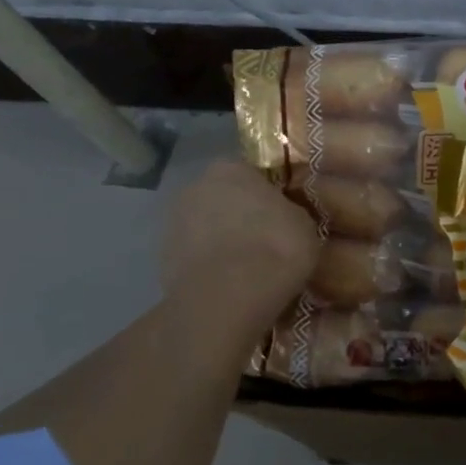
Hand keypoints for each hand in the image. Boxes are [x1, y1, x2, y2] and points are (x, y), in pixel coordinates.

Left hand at [160, 159, 319, 299]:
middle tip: (267, 238)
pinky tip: (231, 283)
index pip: (252, 173)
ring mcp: (173, 223)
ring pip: (206, 227)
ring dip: (223, 240)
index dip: (269, 194)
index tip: (283, 213)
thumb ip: (289, 211)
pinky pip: (196, 256)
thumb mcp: (304, 222)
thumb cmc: (276, 246)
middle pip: (223, 198)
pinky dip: (210, 265)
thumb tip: (285, 217)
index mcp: (231, 168)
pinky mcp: (162, 260)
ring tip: (250, 266)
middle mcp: (195, 187)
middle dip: (241, 215)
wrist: (231, 296)